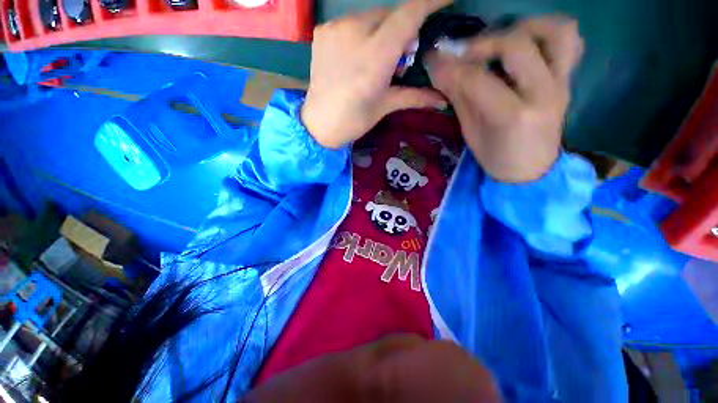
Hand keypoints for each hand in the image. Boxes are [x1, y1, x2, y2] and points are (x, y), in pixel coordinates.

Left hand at [301, 0, 450, 148]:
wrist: (318, 124)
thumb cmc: (353, 120)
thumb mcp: (385, 106)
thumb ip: (414, 96)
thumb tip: (442, 101)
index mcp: (375, 57)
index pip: (408, 15)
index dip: (430, 1)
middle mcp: (355, 33)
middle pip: (391, 15)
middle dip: (403, 30)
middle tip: (401, 58)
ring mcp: (336, 29)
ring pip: (371, 17)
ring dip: (383, 31)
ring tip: (378, 59)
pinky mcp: (323, 32)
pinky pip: (352, 22)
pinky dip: (363, 33)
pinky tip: (358, 55)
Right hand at [426, 16, 583, 181]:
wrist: (532, 171)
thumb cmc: (496, 159)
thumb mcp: (471, 134)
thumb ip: (459, 99)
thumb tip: (439, 72)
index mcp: (512, 116)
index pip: (477, 79)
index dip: (452, 67)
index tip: (433, 62)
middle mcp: (543, 93)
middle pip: (517, 45)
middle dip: (483, 42)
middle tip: (464, 53)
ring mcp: (561, 84)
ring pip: (556, 31)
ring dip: (524, 27)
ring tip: (501, 41)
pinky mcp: (568, 80)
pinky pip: (570, 42)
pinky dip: (549, 33)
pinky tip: (527, 44)